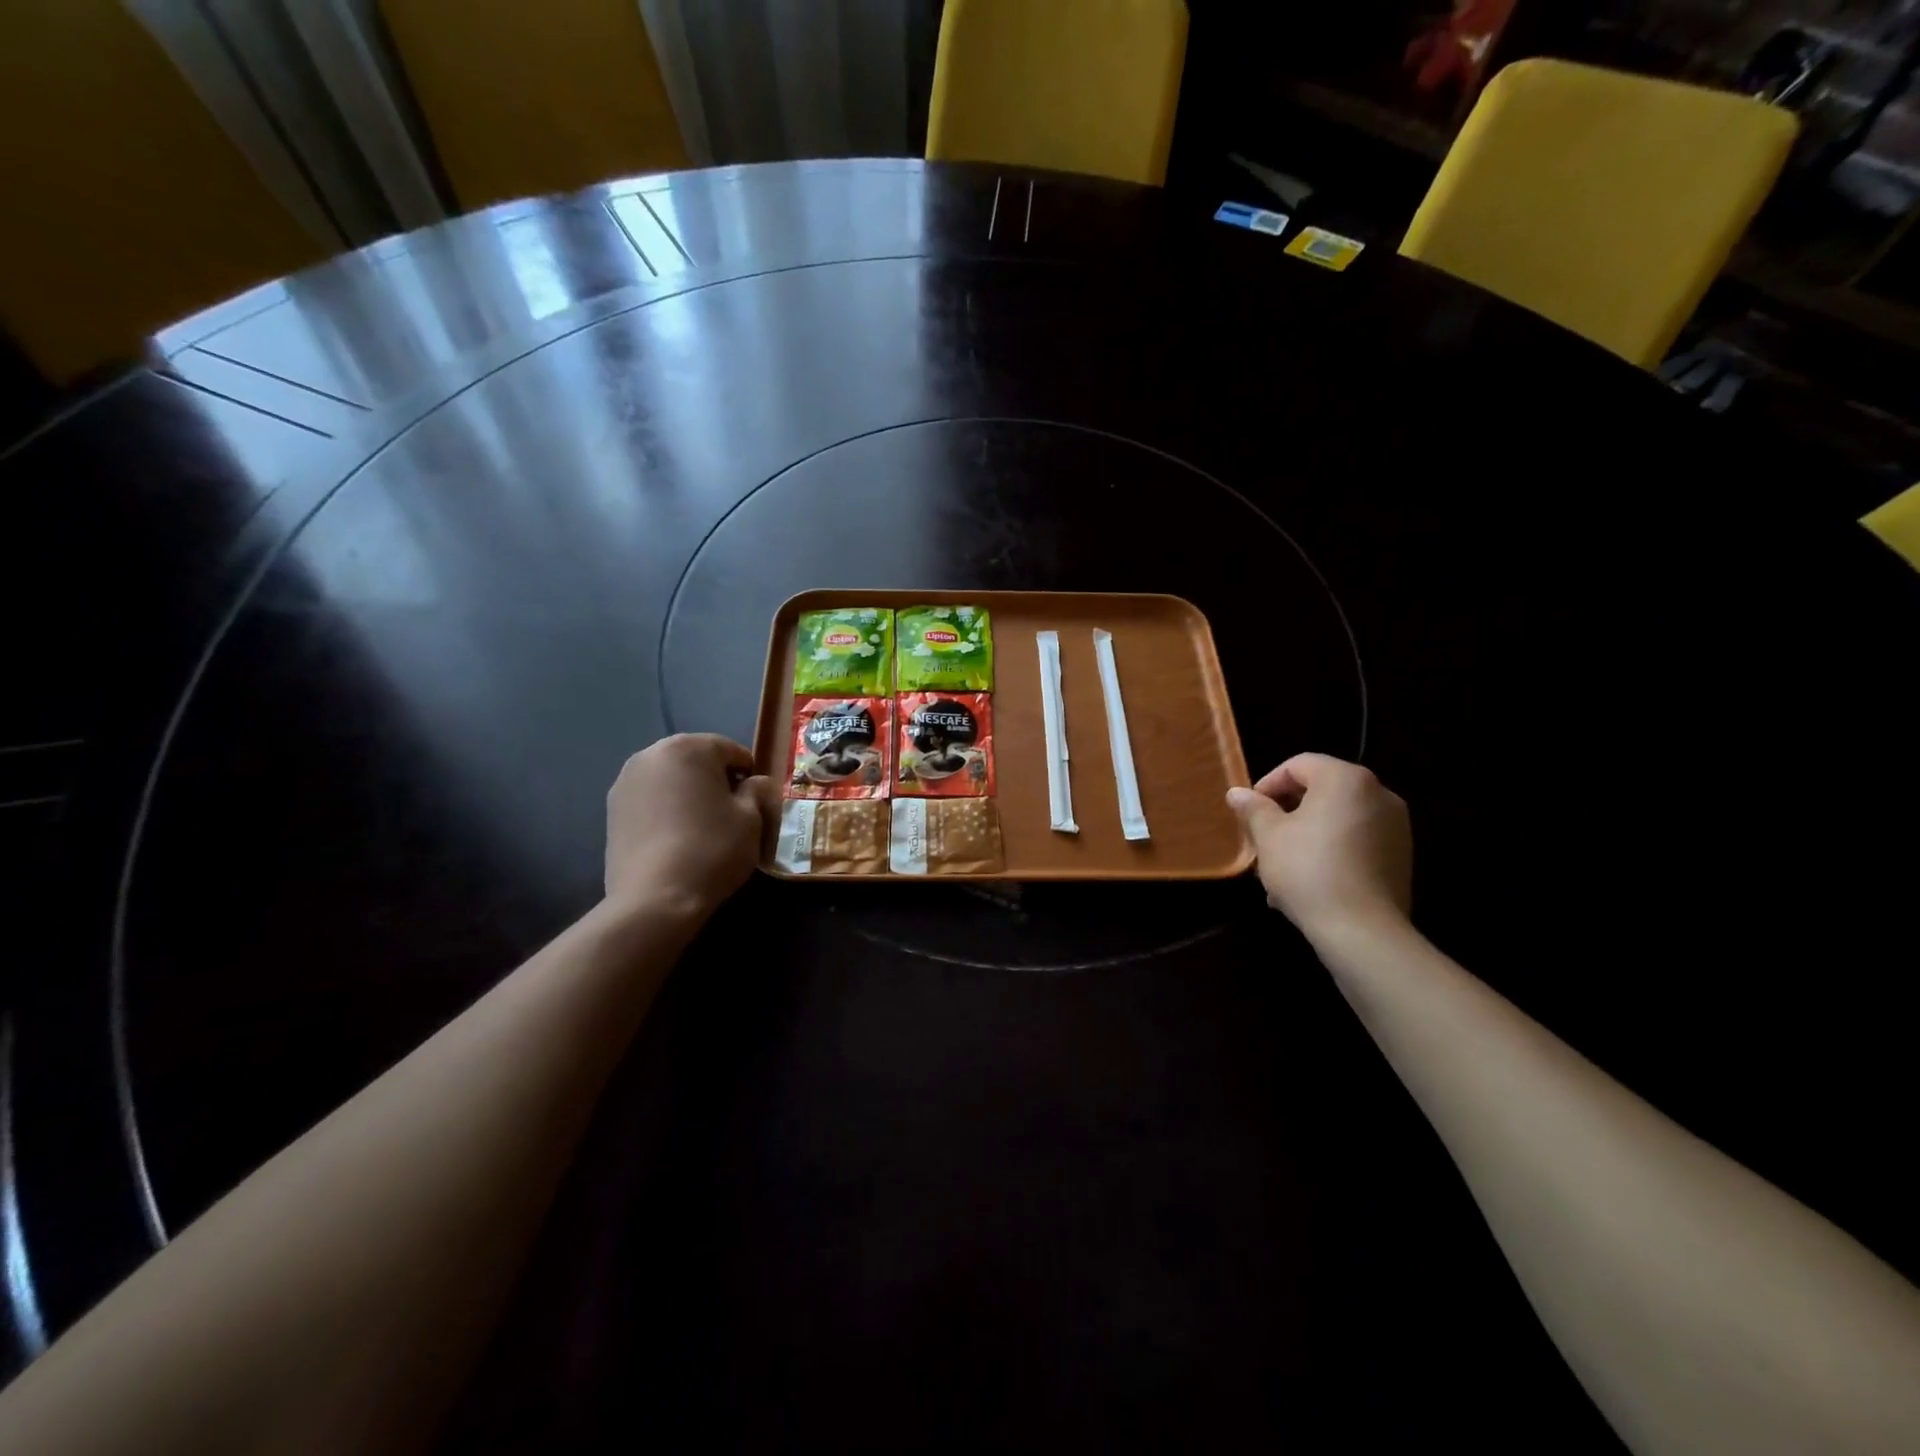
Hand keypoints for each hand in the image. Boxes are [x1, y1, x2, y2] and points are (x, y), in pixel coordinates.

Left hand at [605, 734, 775, 919]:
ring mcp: (625, 781)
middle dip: (715, 780)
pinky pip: (650, 799)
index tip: (755, 801)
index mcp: (689, 748)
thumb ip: (756, 790)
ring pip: (670, 779)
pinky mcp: (611, 810)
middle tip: (730, 813)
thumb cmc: (712, 849)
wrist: (655, 898)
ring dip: (688, 793)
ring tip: (701, 827)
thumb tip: (754, 783)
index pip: (730, 750)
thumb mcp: (751, 818)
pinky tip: (676, 838)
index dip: (748, 774)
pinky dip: (665, 809)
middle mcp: (651, 754)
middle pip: (696, 759)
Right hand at [1228, 753, 1412, 940]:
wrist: (1362, 930)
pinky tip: (1309, 881)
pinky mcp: (1401, 856)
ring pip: (1338, 819)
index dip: (1268, 784)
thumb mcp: (1269, 836)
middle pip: (1321, 790)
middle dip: (1287, 812)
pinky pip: (1356, 841)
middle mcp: (1378, 794)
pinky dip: (1331, 851)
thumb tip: (1237, 793)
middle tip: (1263, 838)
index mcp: (1346, 779)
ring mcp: (1395, 826)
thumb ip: (1253, 808)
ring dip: (1307, 834)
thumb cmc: (1308, 870)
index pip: (1299, 765)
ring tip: (1281, 866)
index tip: (1250, 811)